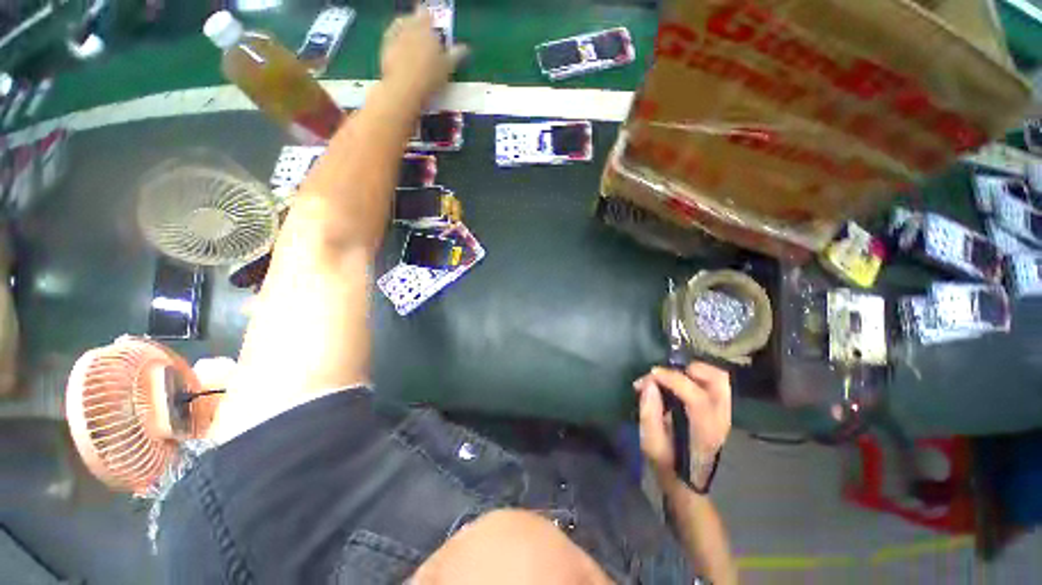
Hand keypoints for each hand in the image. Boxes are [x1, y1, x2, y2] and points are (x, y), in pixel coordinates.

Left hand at [381, 6, 467, 98]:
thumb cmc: (430, 78)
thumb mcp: (447, 68)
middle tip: (421, 31)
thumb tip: (466, 48)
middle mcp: (410, 27)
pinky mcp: (385, 46)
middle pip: (413, 18)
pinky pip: (390, 37)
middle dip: (417, 23)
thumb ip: (456, 55)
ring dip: (405, 29)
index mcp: (427, 29)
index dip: (430, 20)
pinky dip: (395, 39)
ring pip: (400, 25)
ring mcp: (396, 35)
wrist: (404, 88)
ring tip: (410, 37)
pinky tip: (399, 47)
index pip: (428, 15)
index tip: (432, 25)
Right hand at [634, 363, 731, 484]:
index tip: (651, 375)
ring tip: (672, 378)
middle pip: (718, 380)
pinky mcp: (721, 412)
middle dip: (689, 369)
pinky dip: (696, 377)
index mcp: (704, 432)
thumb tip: (649, 383)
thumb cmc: (668, 465)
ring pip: (718, 379)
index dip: (672, 379)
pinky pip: (714, 385)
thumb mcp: (651, 444)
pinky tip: (678, 386)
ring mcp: (725, 415)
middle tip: (666, 375)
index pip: (696, 396)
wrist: (689, 484)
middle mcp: (721, 420)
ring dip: (693, 372)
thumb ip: (649, 412)